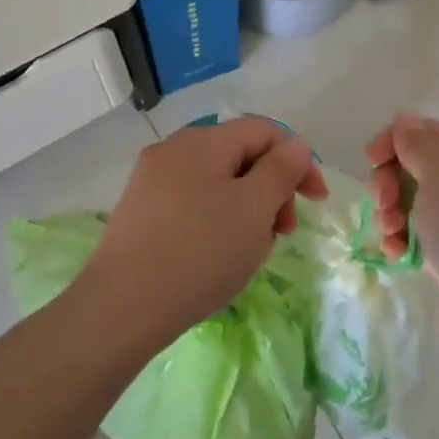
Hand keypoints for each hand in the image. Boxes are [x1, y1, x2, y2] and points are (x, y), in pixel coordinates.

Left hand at [84, 117, 326, 341]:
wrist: (123, 306)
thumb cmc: (200, 252)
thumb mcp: (254, 208)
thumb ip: (281, 170)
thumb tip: (294, 145)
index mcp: (202, 141)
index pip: (264, 131)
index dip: (298, 160)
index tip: (315, 202)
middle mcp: (173, 150)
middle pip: (240, 156)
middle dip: (270, 190)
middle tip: (281, 234)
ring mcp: (151, 181)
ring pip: (218, 184)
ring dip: (246, 210)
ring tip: (250, 251)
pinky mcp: (141, 212)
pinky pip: (193, 204)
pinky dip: (217, 222)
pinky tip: (218, 256)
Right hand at [364, 114, 438, 339]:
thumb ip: (418, 143)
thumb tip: (406, 122)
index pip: (428, 131)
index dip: (394, 140)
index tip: (369, 160)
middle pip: (418, 168)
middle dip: (390, 181)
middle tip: (381, 201)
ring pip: (416, 204)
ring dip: (393, 213)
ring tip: (390, 233)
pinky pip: (422, 237)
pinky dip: (404, 241)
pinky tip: (397, 254)